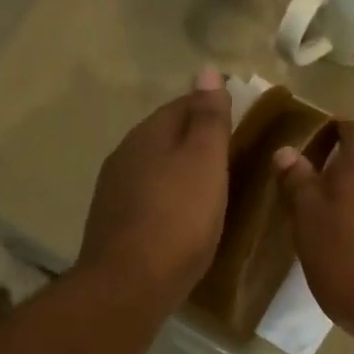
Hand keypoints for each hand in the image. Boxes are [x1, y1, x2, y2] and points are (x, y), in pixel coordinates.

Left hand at [79, 70, 232, 309]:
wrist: (130, 284)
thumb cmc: (178, 220)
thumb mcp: (204, 163)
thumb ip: (208, 119)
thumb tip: (205, 70)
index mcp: (148, 135)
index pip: (182, 105)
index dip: (210, 108)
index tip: (238, 121)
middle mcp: (125, 155)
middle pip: (165, 136)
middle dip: (194, 140)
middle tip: (229, 156)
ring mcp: (115, 192)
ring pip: (154, 168)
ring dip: (179, 171)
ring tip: (209, 187)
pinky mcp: (114, 225)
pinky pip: (147, 198)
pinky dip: (168, 199)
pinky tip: (182, 217)